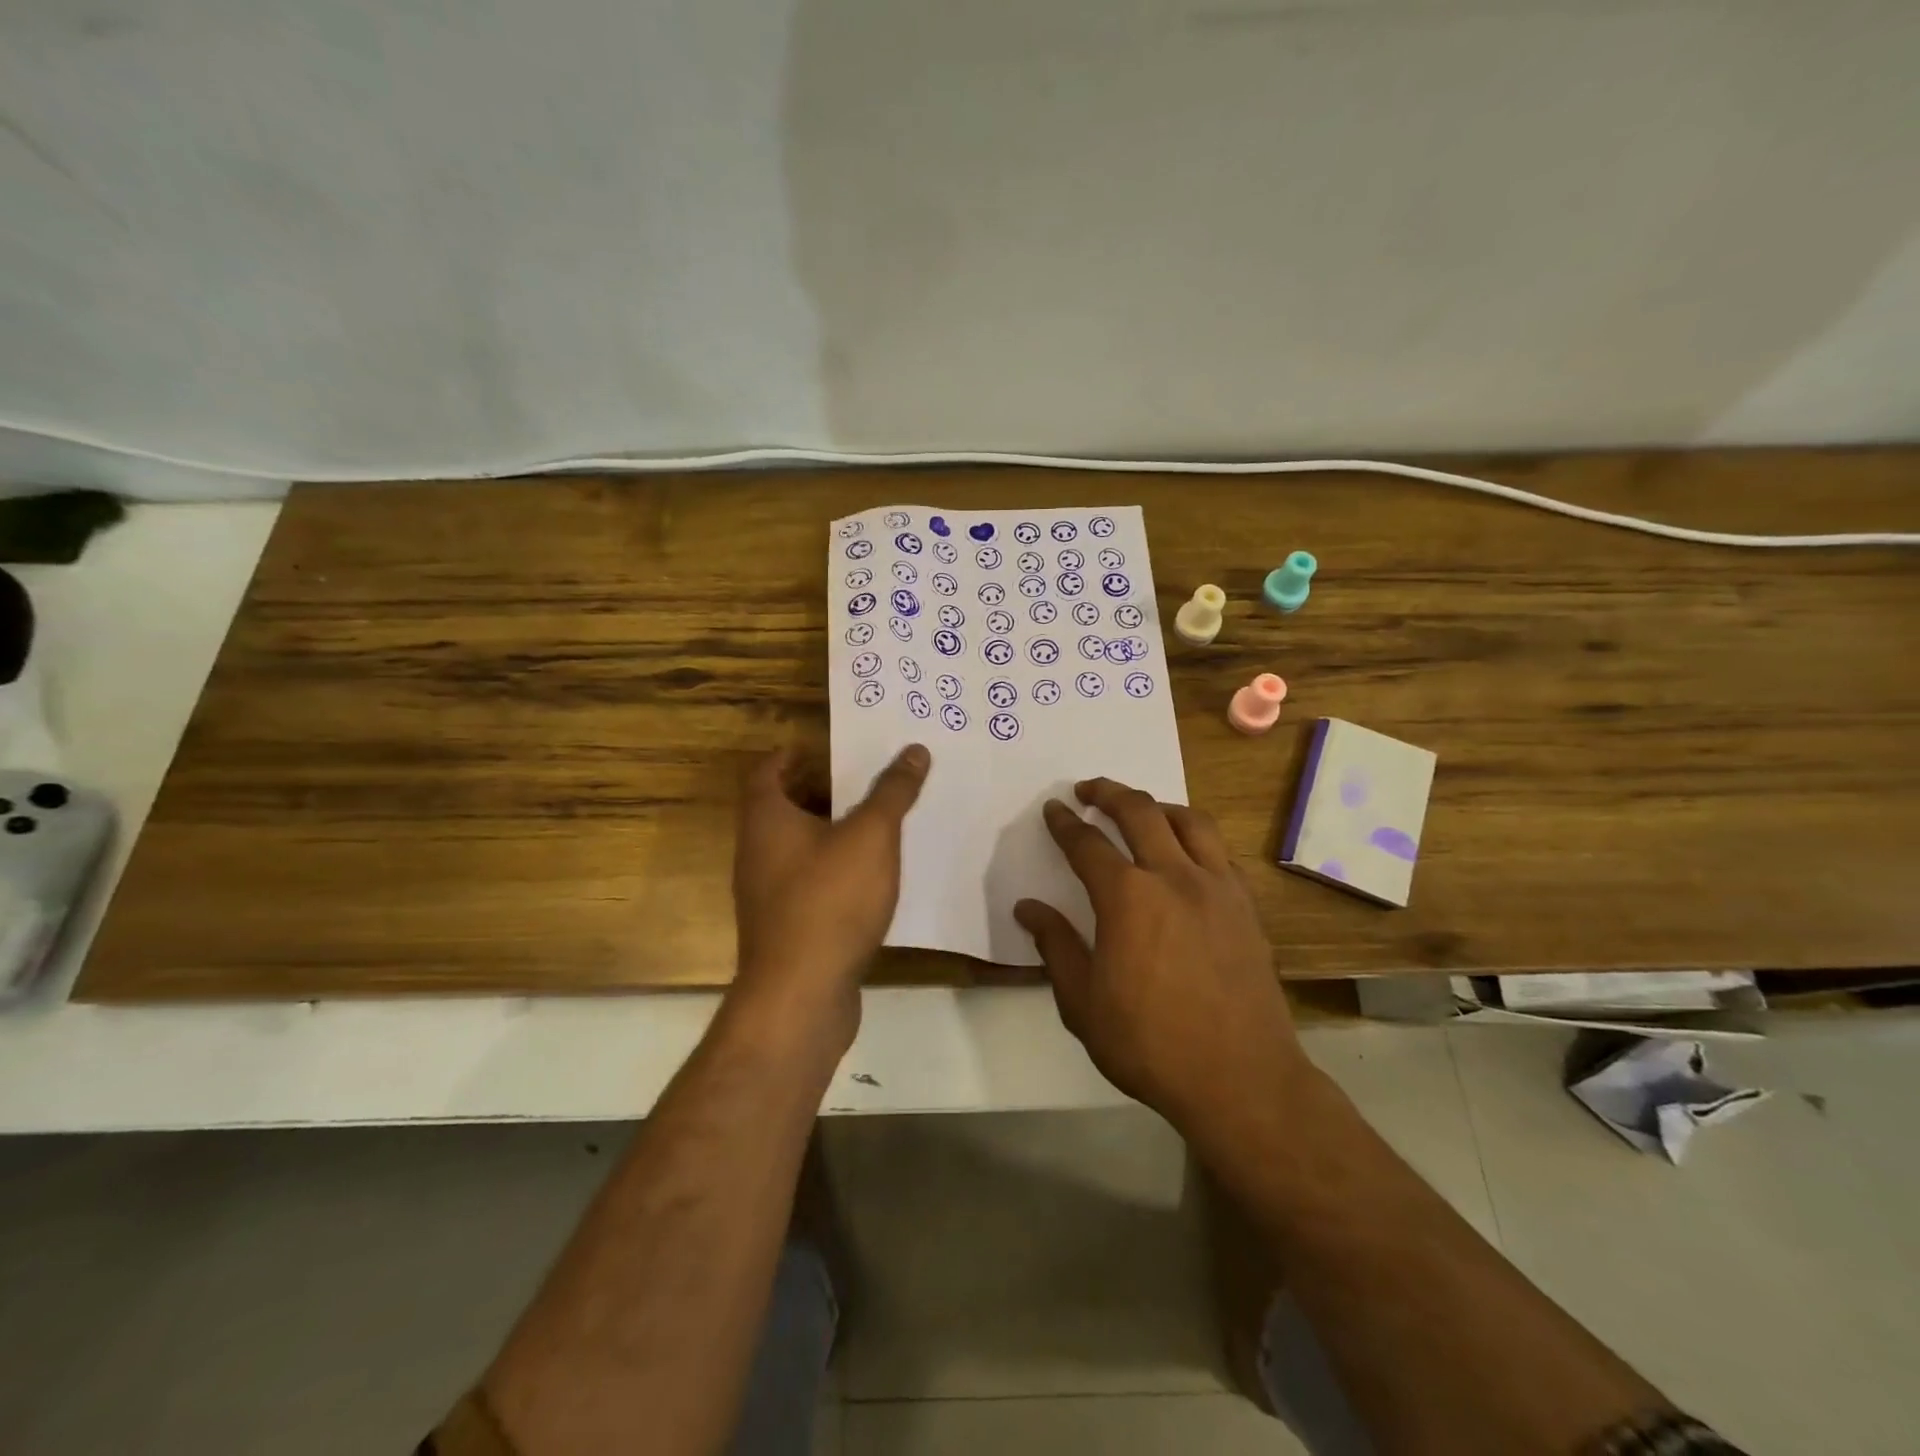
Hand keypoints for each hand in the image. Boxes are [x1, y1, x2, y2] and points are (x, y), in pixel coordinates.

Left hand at [730, 744, 929, 1045]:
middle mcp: (756, 853)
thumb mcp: (871, 836)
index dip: (790, 755)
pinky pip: (807, 882)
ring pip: (795, 848)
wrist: (801, 995)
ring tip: (873, 824)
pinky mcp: (784, 929)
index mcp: (766, 821)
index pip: (766, 772)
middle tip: (861, 781)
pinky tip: (869, 877)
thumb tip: (914, 750)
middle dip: (818, 791)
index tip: (823, 748)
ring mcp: (766, 895)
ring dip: (828, 832)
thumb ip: (892, 792)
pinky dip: (832, 869)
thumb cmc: (830, 900)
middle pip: (781, 809)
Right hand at [1014, 778, 1303, 1132]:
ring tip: (1141, 809)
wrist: (1241, 1079)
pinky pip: (1220, 852)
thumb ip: (1055, 946)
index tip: (1054, 809)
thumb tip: (1028, 907)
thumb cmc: (1150, 1044)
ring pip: (1189, 821)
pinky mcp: (1246, 906)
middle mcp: (1173, 877)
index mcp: (1127, 898)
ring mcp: (1217, 887)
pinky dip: (1195, 838)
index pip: (1087, 844)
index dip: (1065, 824)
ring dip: (1157, 805)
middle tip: (1088, 789)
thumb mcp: (1083, 1002)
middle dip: (1108, 792)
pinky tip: (1187, 854)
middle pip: (1139, 812)